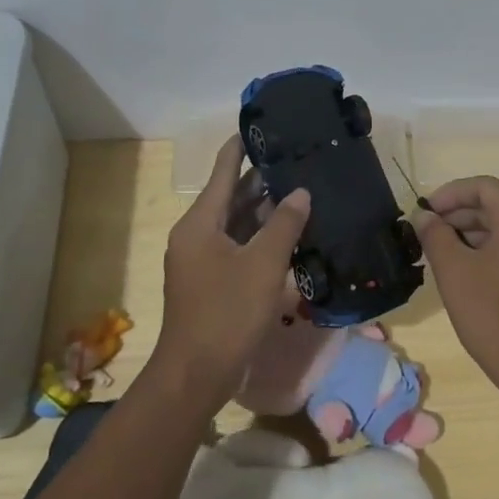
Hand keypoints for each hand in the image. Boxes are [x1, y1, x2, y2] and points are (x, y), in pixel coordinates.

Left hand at [156, 138, 310, 398]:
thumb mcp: (263, 265)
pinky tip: (290, 235)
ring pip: (237, 225)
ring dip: (264, 211)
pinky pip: (239, 249)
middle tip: (296, 159)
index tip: (261, 125)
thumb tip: (301, 193)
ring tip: (300, 191)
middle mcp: (197, 236)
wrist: (198, 373)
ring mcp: (203, 262)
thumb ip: (284, 225)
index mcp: (200, 223)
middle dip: (261, 180)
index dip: (240, 147)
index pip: (222, 172)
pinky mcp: (214, 284)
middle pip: (230, 198)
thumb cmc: (228, 313)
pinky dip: (261, 239)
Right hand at [413, 176, 498, 399]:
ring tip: (441, 253)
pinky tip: (466, 271)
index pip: (485, 187)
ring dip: (472, 235)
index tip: (425, 212)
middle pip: (496, 208)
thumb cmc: (491, 314)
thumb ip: (435, 235)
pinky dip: (490, 252)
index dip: (451, 193)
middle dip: (459, 215)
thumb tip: (424, 217)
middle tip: (427, 234)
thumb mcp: (453, 271)